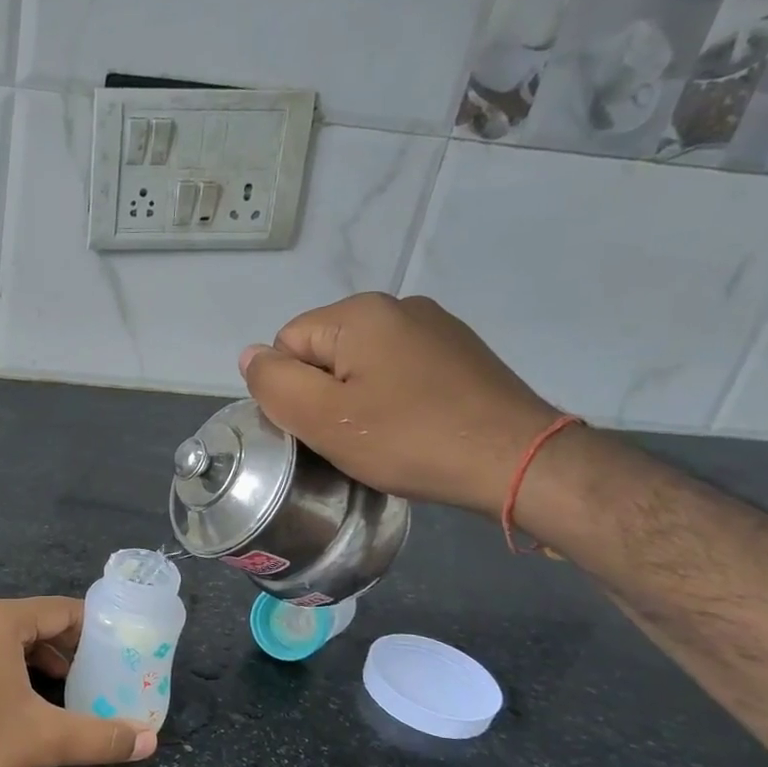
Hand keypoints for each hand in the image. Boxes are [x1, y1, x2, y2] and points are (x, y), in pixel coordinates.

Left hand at [0, 597, 154, 766]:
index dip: (93, 627)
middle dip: (66, 647)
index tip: (118, 646)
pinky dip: (6, 667)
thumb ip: (99, 736)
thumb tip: (149, 742)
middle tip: (96, 672)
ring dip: (36, 659)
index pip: (60, 609)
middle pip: (32, 622)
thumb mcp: (43, 738)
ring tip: (63, 688)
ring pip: (4, 639)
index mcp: (0, 620)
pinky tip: (16, 700)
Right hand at [240, 293, 559, 516]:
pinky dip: (395, 397)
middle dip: (326, 393)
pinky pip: (400, 370)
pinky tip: (413, 425)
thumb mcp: (322, 418)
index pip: (287, 343)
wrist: (517, 460)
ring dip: (359, 397)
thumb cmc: (409, 439)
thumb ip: (273, 383)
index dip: (292, 390)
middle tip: (351, 436)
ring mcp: (436, 327)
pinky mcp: (460, 353)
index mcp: (359, 313)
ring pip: (363, 363)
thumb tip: (251, 356)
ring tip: (383, 435)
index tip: (322, 425)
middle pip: (325, 351)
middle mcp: (398, 306)